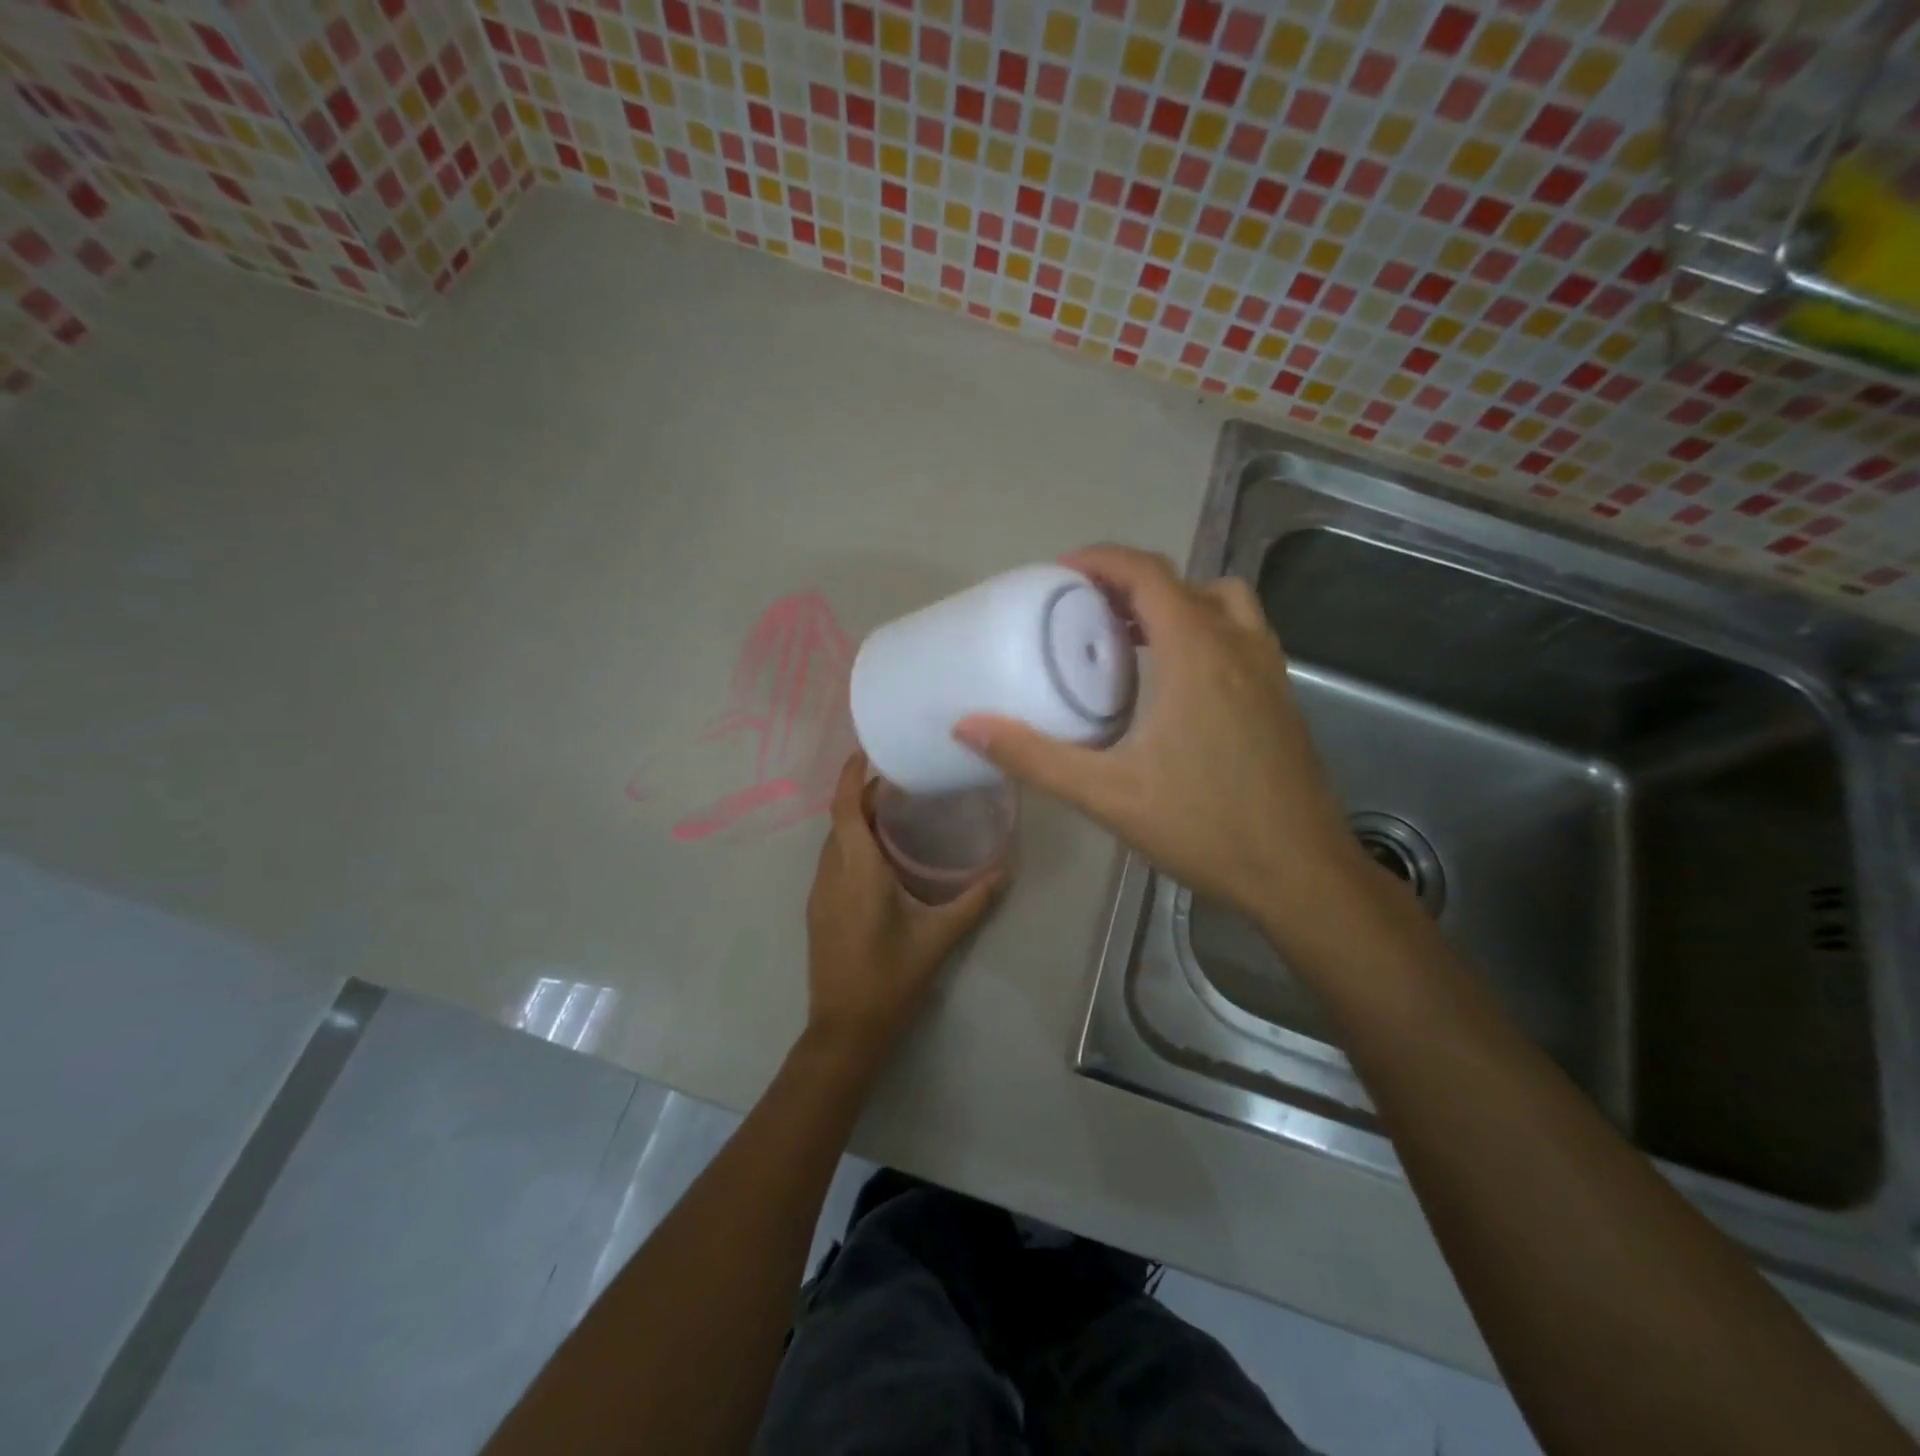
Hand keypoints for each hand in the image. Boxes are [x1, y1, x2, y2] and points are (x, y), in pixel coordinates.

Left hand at [804, 750, 1006, 1058]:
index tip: (868, 752)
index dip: (852, 776)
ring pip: (836, 842)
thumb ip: (974, 900)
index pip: (846, 808)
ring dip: (858, 821)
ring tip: (897, 813)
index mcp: (856, 870)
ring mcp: (820, 893)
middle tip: (903, 783)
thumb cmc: (891, 978)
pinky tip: (883, 857)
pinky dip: (853, 845)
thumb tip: (1006, 868)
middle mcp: (831, 873)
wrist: (846, 1030)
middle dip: (865, 796)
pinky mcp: (819, 910)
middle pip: (841, 820)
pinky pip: (834, 862)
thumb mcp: (939, 936)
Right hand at [954, 545, 1369, 940]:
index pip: (1148, 574)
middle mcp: (1239, 646)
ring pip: (1224, 604)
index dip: (1101, 561)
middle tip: (1088, 610)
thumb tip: (968, 727)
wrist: (1302, 875)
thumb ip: (1035, 757)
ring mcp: (1270, 672)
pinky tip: (1177, 684)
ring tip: (1134, 637)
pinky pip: (1241, 636)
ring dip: (1177, 603)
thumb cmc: (1205, 827)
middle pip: (1186, 582)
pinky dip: (1205, 631)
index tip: (1059, 573)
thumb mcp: (1108, 795)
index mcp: (1198, 653)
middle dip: (1133, 583)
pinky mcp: (1283, 699)